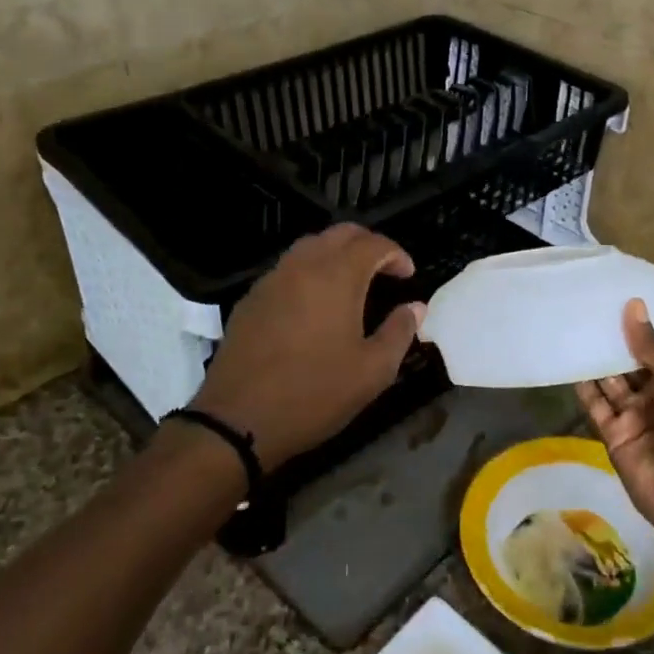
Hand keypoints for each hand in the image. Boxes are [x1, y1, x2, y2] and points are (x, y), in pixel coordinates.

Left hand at [191, 225, 423, 472]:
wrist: (237, 420)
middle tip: (384, 271)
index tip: (408, 276)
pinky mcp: (251, 299)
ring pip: (310, 246)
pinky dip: (310, 272)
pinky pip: (287, 269)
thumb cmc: (314, 394)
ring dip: (336, 255)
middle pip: (340, 234)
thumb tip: (415, 307)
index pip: (373, 244)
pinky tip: (315, 305)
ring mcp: (272, 279)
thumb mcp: (372, 371)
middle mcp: (303, 266)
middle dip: (367, 245)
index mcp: (336, 276)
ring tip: (352, 285)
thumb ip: (399, 332)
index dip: (396, 254)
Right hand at [576, 300, 653, 562]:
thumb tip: (632, 305)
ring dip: (595, 359)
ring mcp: (635, 418)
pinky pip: (596, 407)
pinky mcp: (613, 438)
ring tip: (570, 325)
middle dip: (612, 340)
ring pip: (610, 382)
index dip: (639, 326)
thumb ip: (652, 348)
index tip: (614, 296)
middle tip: (584, 307)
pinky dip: (582, 386)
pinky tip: (566, 360)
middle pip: (630, 364)